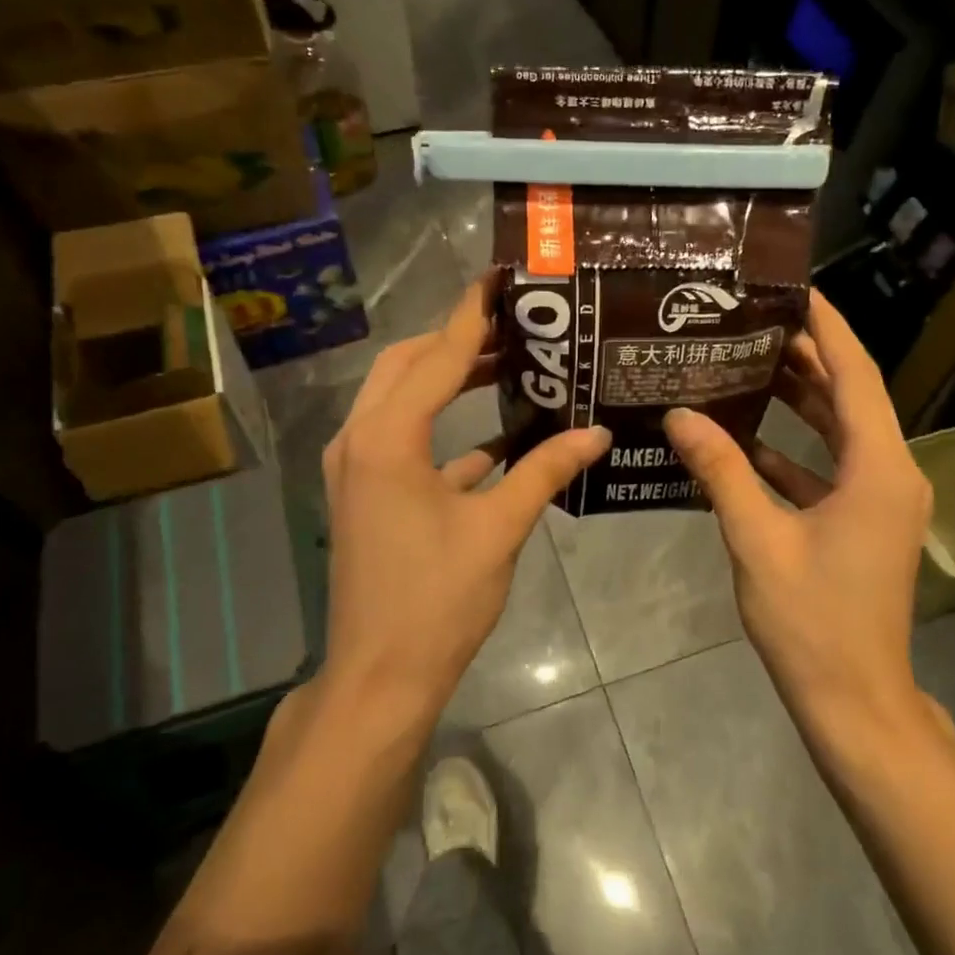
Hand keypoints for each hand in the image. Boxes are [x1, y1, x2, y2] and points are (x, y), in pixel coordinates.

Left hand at [318, 279, 609, 729]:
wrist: (381, 677)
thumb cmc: (438, 600)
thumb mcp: (498, 529)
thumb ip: (545, 471)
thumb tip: (597, 433)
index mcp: (388, 438)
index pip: (437, 356)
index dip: (472, 314)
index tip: (500, 277)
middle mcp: (360, 440)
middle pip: (406, 365)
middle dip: (457, 342)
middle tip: (516, 328)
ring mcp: (357, 468)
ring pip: (400, 400)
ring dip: (447, 381)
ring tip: (509, 367)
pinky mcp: (366, 494)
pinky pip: (404, 442)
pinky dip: (443, 430)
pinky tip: (495, 440)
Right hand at [663, 291, 936, 745]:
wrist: (854, 701)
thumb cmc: (812, 620)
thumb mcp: (757, 540)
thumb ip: (720, 472)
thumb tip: (680, 416)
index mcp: (880, 468)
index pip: (855, 374)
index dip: (827, 326)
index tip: (795, 286)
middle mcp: (892, 474)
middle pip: (849, 397)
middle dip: (804, 357)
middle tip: (752, 320)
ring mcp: (881, 501)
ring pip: (838, 433)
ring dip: (797, 402)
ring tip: (744, 364)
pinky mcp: (864, 524)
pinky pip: (829, 470)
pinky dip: (792, 452)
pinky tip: (744, 440)